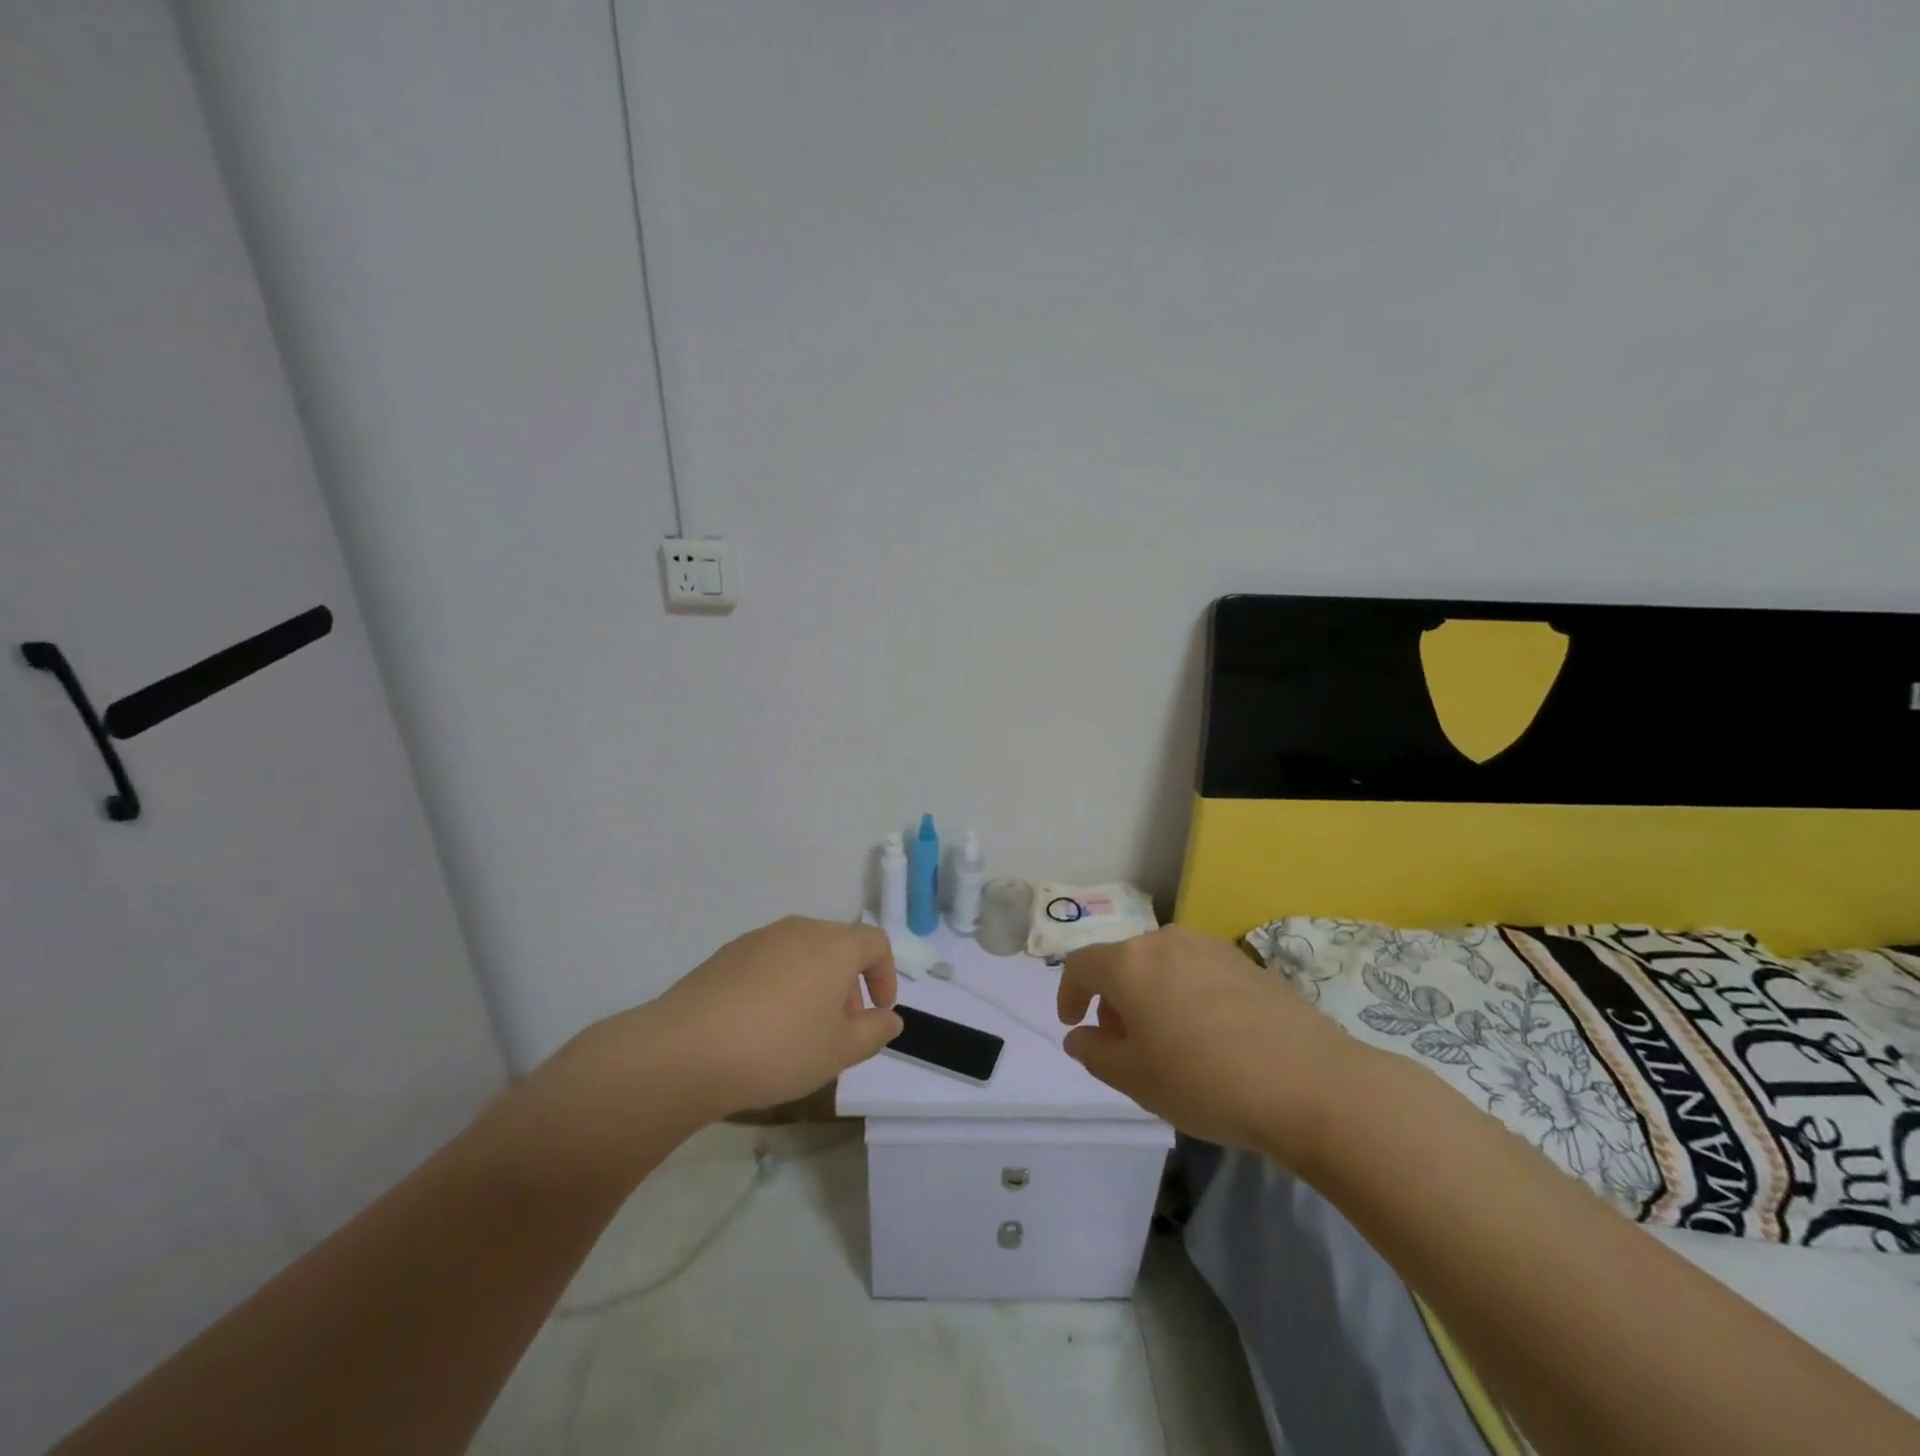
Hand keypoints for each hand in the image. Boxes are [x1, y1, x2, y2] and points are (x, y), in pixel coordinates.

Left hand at [641, 916, 901, 1119]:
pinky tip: (761, 1025)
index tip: (878, 1011)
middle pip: (838, 945)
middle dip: (848, 983)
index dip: (884, 974)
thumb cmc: (779, 1048)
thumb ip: (874, 1032)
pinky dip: (780, 984)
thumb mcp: (839, 1051)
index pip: (875, 943)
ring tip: (800, 1029)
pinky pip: (769, 962)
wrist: (686, 1049)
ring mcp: (759, 938)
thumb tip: (889, 1018)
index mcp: (834, 945)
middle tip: (841, 1027)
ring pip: (802, 953)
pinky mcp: (726, 954)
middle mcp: (800, 930)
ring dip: (814, 983)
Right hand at [1057, 925, 1357, 1157]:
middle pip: (1123, 961)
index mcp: (1130, 962)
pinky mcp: (1247, 962)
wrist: (1312, 1083)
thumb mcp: (1135, 1079)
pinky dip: (1185, 994)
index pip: (1081, 965)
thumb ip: (1095, 1052)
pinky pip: (1198, 971)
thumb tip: (1080, 1034)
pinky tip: (1209, 1035)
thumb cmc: (1206, 1082)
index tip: (1073, 1024)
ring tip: (1166, 1039)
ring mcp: (1211, 947)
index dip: (1069, 993)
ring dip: (1149, 994)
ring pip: (1161, 964)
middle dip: (1113, 998)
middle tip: (1122, 1042)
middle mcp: (1166, 941)